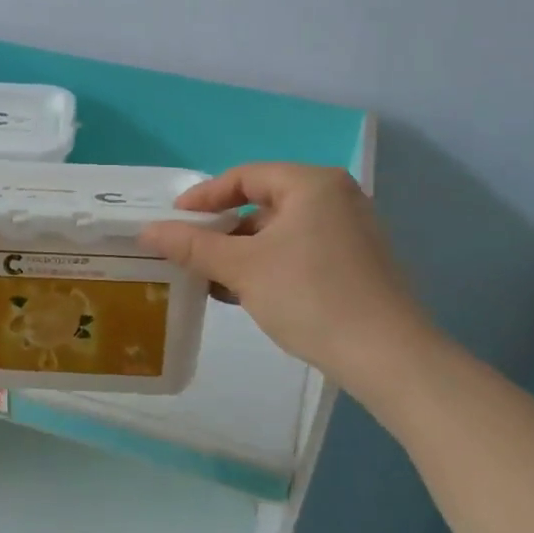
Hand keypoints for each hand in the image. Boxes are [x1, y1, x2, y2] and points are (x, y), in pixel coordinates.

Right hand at [138, 163, 434, 387]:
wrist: (386, 356)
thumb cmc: (310, 296)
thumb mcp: (242, 268)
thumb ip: (192, 245)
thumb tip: (147, 231)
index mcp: (312, 184)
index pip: (245, 177)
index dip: (204, 197)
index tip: (173, 220)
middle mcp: (335, 199)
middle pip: (262, 203)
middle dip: (222, 229)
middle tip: (188, 251)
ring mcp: (350, 232)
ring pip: (280, 232)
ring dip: (242, 252)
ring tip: (209, 277)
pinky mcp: (354, 264)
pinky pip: (299, 253)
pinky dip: (268, 266)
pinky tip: (242, 294)